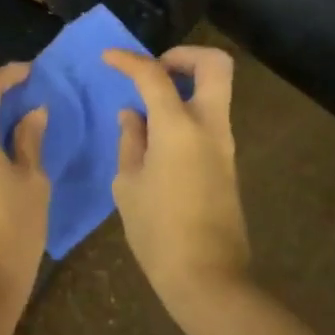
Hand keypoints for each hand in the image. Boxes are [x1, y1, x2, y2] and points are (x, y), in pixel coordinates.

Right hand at [104, 46, 250, 320]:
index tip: (108, 58)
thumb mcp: (128, 184)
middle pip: (215, 65)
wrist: (207, 278)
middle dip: (184, 56)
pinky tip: (157, 137)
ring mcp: (224, 145)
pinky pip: (209, 119)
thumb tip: (133, 115)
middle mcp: (209, 126)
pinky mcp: (226, 163)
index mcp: (179, 127)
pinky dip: (186, 112)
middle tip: (154, 70)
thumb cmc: (158, 232)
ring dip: (185, 86)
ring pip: (215, 91)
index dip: (129, 60)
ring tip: (147, 107)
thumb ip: (131, 141)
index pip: (154, 75)